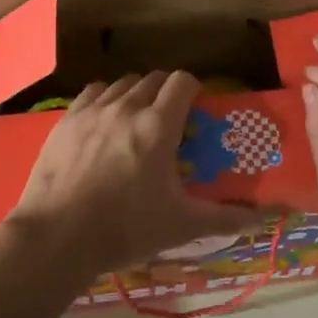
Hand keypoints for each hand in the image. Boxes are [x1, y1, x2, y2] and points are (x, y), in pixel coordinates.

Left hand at [6, 71, 257, 278]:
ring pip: (123, 83)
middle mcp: (127, 107)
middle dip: (166, 93)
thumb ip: (224, 217)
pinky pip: (93, 92)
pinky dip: (105, 98)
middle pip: (154, 79)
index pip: (183, 82)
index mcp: (158, 125)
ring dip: (137, 94)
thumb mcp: (180, 225)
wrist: (56, 238)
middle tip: (170, 120)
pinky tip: (104, 120)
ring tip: (137, 120)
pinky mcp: (67, 120)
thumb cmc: (124, 229)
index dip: (194, 89)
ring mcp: (93, 110)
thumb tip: (260, 217)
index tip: (197, 108)